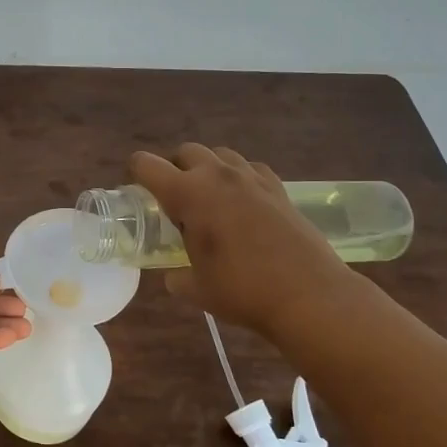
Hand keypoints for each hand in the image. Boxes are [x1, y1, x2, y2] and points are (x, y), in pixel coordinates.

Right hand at [129, 144, 354, 338]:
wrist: (309, 295)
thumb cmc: (243, 291)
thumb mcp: (197, 289)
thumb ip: (177, 277)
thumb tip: (174, 276)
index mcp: (188, 194)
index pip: (147, 164)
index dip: (136, 174)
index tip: (138, 193)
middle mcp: (217, 175)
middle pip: (186, 151)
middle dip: (174, 168)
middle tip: (175, 200)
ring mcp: (251, 178)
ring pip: (220, 154)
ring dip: (208, 168)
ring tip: (210, 198)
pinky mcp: (278, 188)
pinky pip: (250, 168)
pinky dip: (240, 178)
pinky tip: (243, 203)